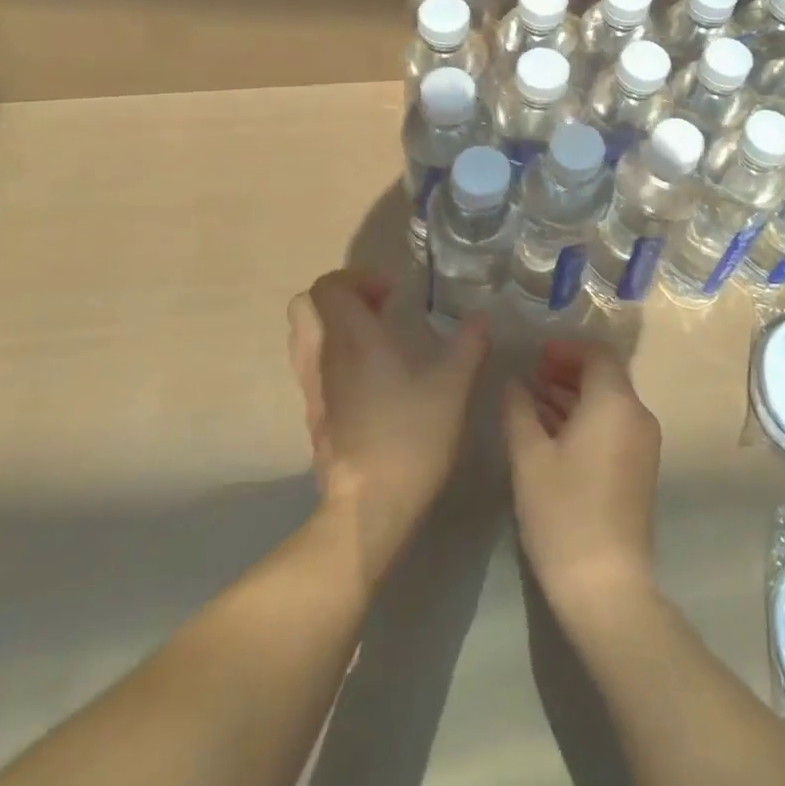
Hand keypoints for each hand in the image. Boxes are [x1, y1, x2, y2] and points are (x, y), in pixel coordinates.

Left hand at [287, 269, 487, 586]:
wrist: (369, 507)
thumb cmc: (410, 436)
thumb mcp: (452, 386)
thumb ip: (468, 345)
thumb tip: (481, 318)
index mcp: (352, 338)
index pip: (328, 286)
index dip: (358, 278)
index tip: (393, 293)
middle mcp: (323, 356)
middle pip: (305, 304)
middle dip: (341, 296)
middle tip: (379, 307)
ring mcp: (312, 387)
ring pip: (304, 335)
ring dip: (333, 324)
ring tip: (375, 337)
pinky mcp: (313, 414)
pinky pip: (311, 365)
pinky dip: (333, 354)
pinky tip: (370, 375)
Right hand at [503, 340, 661, 623]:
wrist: (605, 584)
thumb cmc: (563, 512)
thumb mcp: (529, 457)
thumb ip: (519, 410)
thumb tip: (513, 382)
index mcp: (615, 401)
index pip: (597, 353)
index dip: (566, 349)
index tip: (535, 356)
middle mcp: (636, 414)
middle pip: (604, 375)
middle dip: (567, 370)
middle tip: (530, 375)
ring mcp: (643, 442)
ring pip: (607, 401)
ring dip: (573, 395)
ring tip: (532, 400)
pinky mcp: (640, 467)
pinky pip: (613, 424)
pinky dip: (585, 418)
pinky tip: (551, 431)